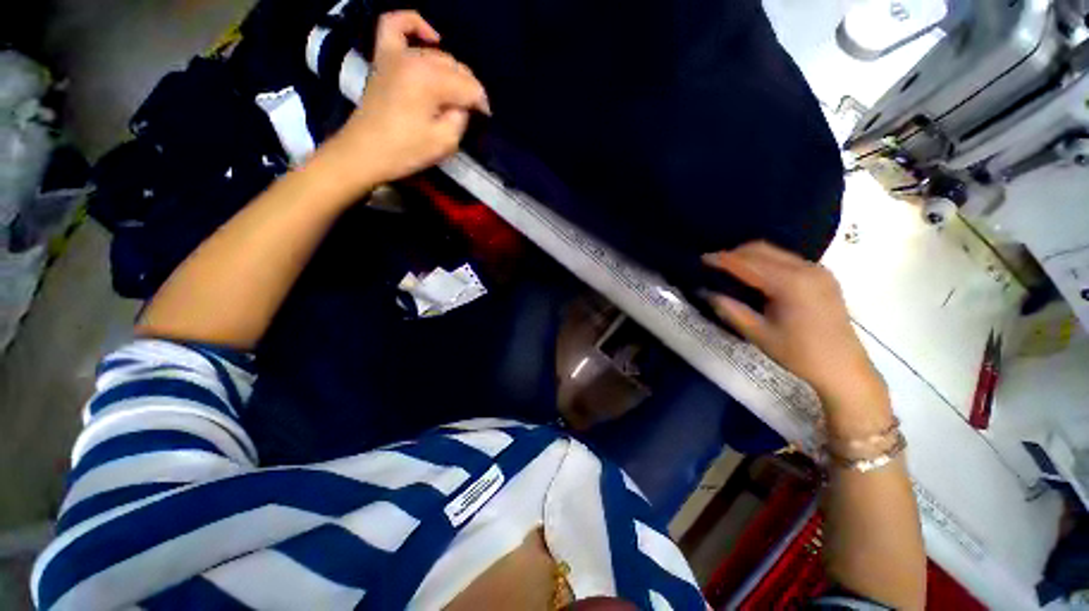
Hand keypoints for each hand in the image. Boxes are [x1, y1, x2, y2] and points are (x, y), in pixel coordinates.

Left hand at [321, 11, 489, 188]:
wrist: (365, 152)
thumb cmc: (406, 151)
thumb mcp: (445, 142)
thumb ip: (461, 118)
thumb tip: (464, 105)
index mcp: (430, 81)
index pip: (469, 86)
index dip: (481, 104)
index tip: (483, 119)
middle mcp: (415, 59)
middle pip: (456, 67)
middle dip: (468, 89)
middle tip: (470, 111)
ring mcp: (396, 55)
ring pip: (437, 54)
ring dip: (451, 72)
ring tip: (453, 93)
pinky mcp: (383, 57)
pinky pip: (396, 25)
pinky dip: (415, 25)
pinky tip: (431, 37)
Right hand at [703, 242, 885, 407]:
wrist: (843, 368)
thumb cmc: (799, 354)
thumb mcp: (758, 334)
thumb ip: (730, 309)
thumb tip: (706, 292)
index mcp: (790, 283)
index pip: (748, 263)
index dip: (722, 259)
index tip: (701, 259)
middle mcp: (805, 268)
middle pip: (762, 250)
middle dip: (734, 254)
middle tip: (712, 264)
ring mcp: (817, 270)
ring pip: (774, 252)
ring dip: (749, 256)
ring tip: (729, 268)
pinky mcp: (822, 276)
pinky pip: (786, 259)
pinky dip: (765, 262)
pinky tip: (755, 275)